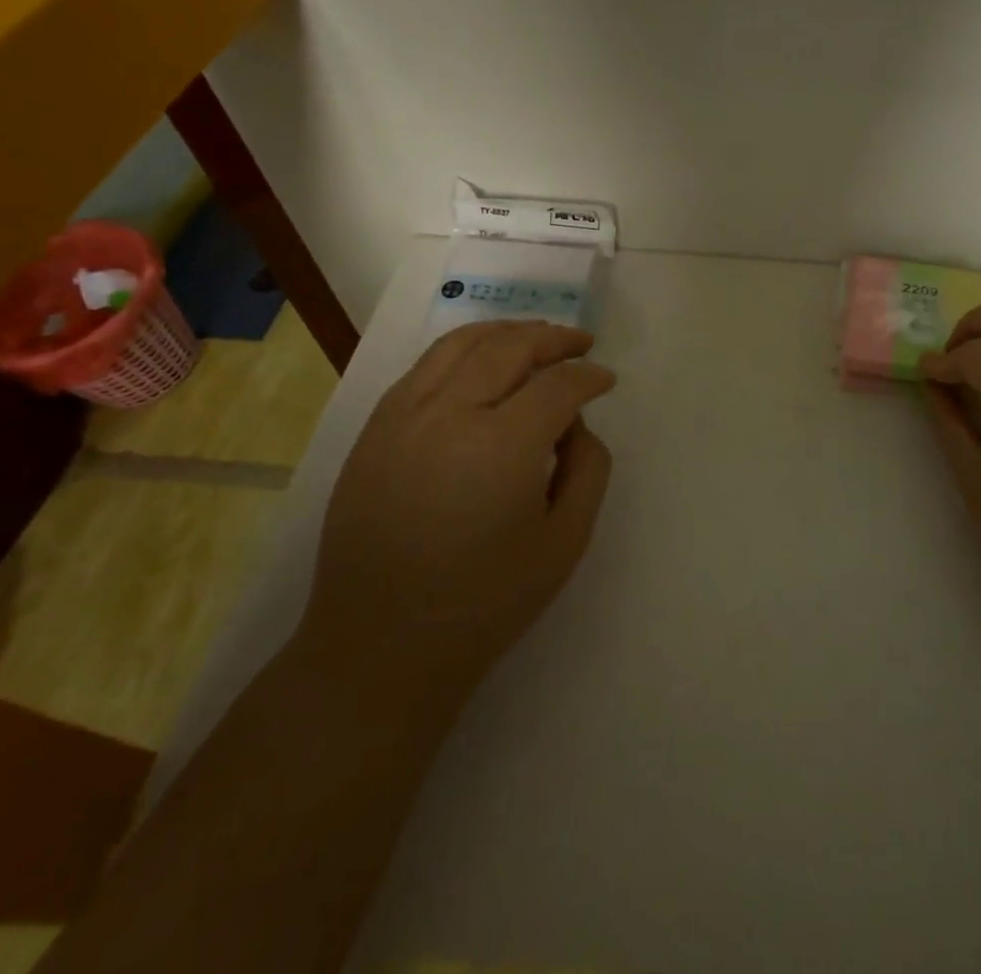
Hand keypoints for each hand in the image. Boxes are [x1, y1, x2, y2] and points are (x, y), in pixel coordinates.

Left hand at [298, 321, 616, 710]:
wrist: (379, 648)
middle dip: (554, 339)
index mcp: (501, 446)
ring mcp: (402, 418)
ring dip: (507, 332)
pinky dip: (463, 350)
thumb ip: (588, 468)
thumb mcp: (566, 542)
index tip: (607, 380)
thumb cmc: (484, 603)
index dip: (589, 376)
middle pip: (510, 348)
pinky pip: (424, 367)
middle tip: (582, 343)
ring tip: (537, 336)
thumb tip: (574, 424)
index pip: (557, 385)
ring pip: (461, 344)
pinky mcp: (374, 431)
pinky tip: (482, 363)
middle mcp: (448, 415)